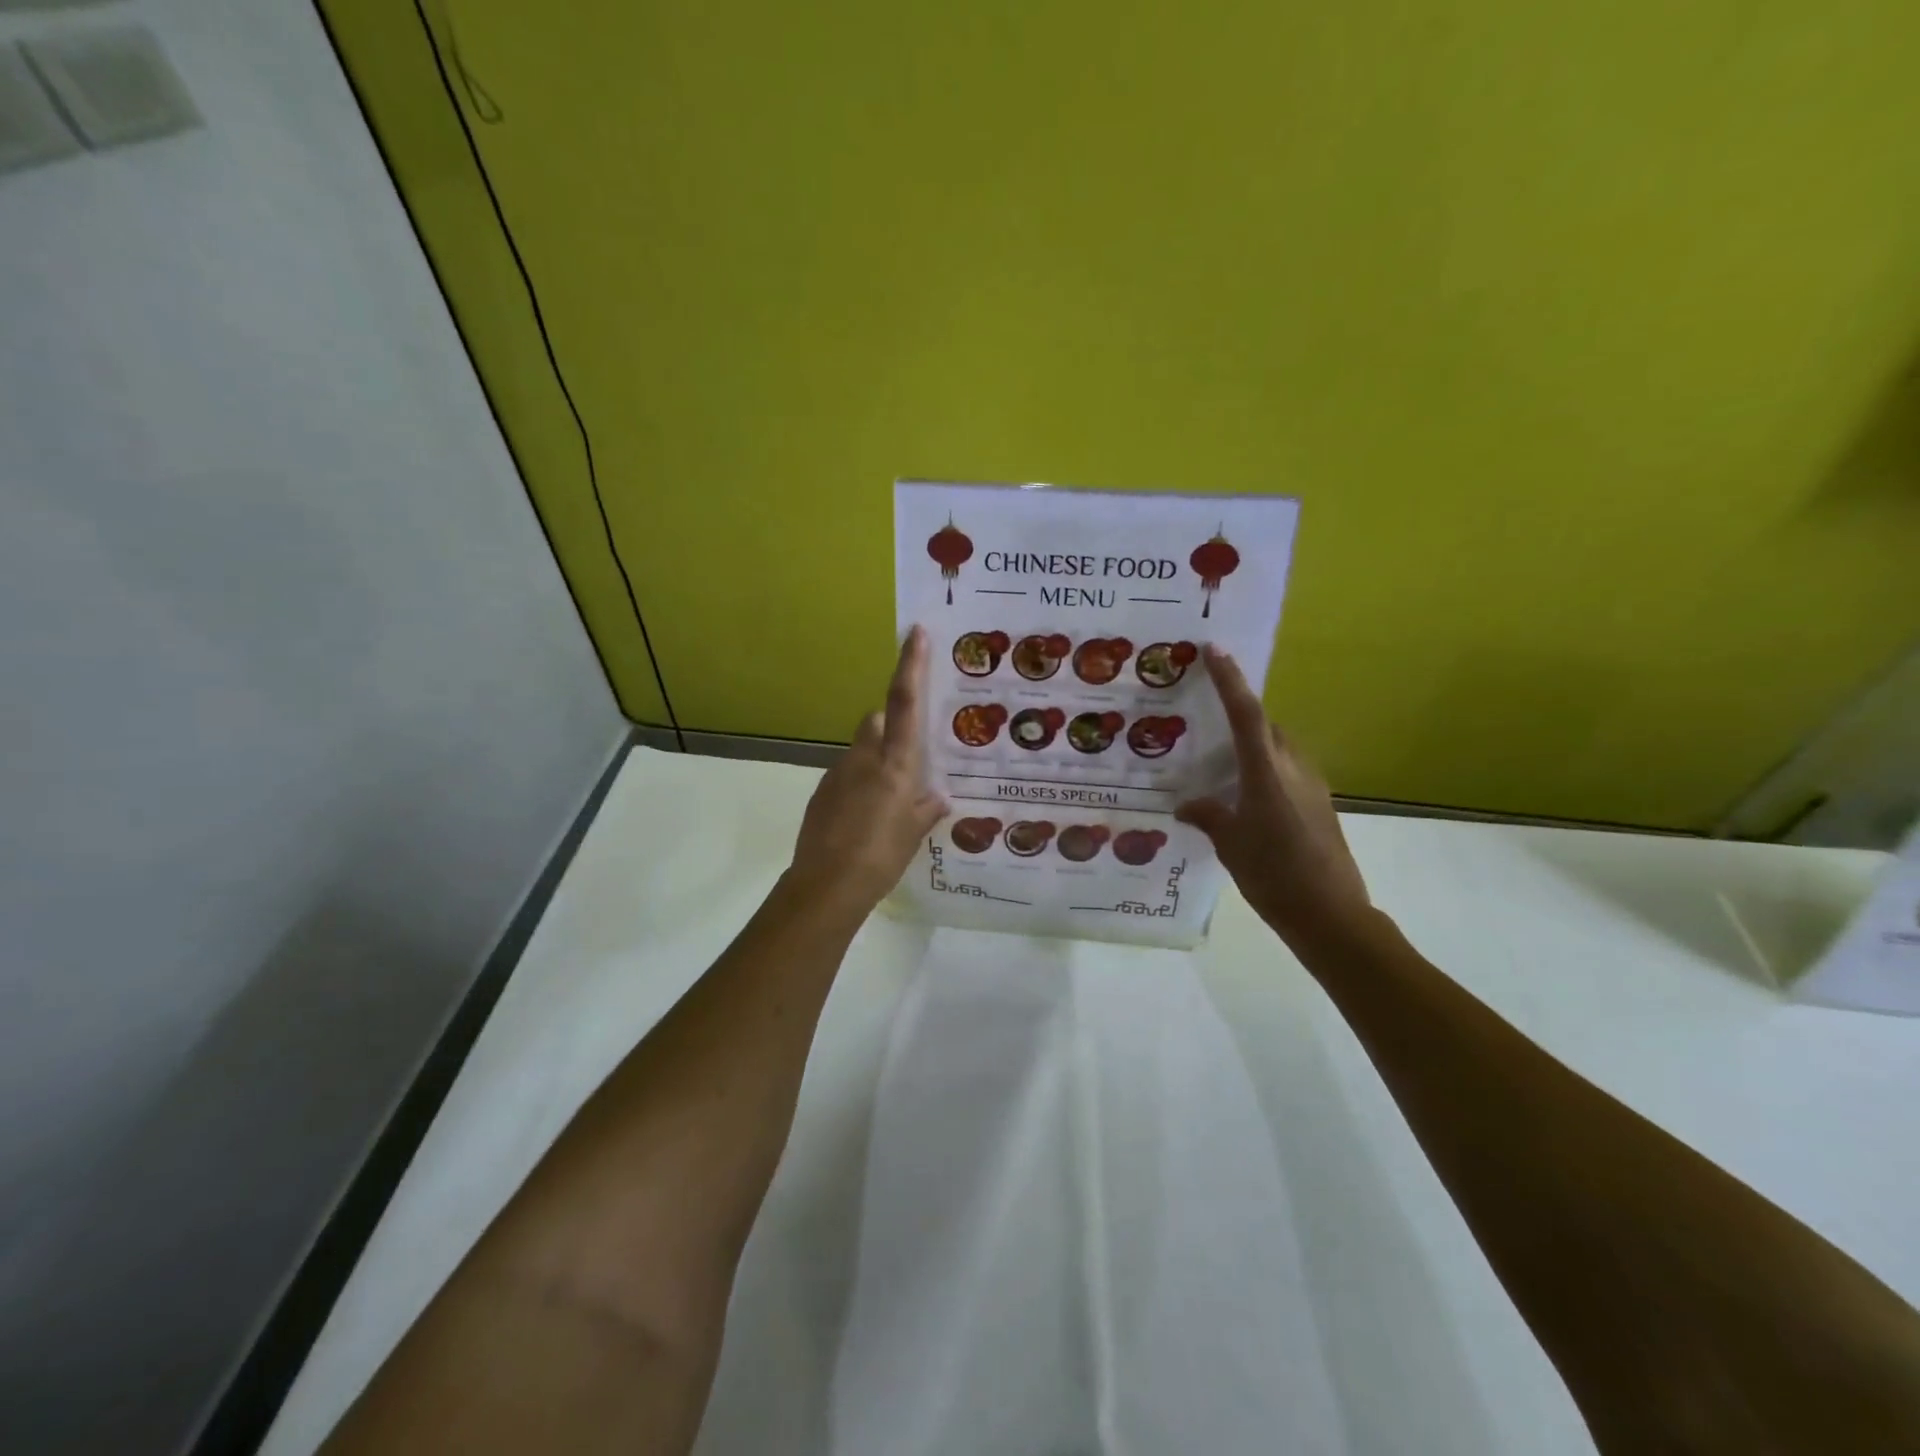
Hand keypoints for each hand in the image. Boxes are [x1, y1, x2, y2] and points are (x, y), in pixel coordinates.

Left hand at [785, 626, 947, 918]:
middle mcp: (865, 758)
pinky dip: (860, 782)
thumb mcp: (913, 834)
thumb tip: (939, 796)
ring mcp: (838, 773)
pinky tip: (866, 816)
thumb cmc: (880, 856)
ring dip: (876, 759)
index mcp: (895, 763)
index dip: (911, 665)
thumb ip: (926, 808)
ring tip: (890, 797)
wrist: (826, 885)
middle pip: (876, 721)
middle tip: (910, 755)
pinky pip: (847, 774)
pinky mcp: (822, 791)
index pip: (904, 702)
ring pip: (861, 749)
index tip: (914, 632)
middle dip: (891, 726)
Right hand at [1175, 646, 1371, 950]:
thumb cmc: (1274, 876)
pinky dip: (1264, 768)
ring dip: (1253, 743)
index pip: (1246, 714)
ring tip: (1219, 758)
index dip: (1230, 680)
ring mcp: (1312, 786)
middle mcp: (1293, 769)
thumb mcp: (1230, 845)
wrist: (1331, 915)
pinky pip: (1287, 770)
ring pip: (1278, 747)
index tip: (1215, 650)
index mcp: (1267, 772)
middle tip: (1206, 715)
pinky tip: (1244, 794)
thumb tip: (1186, 805)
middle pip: (1265, 725)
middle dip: (1239, 712)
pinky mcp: (1319, 805)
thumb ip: (1208, 816)